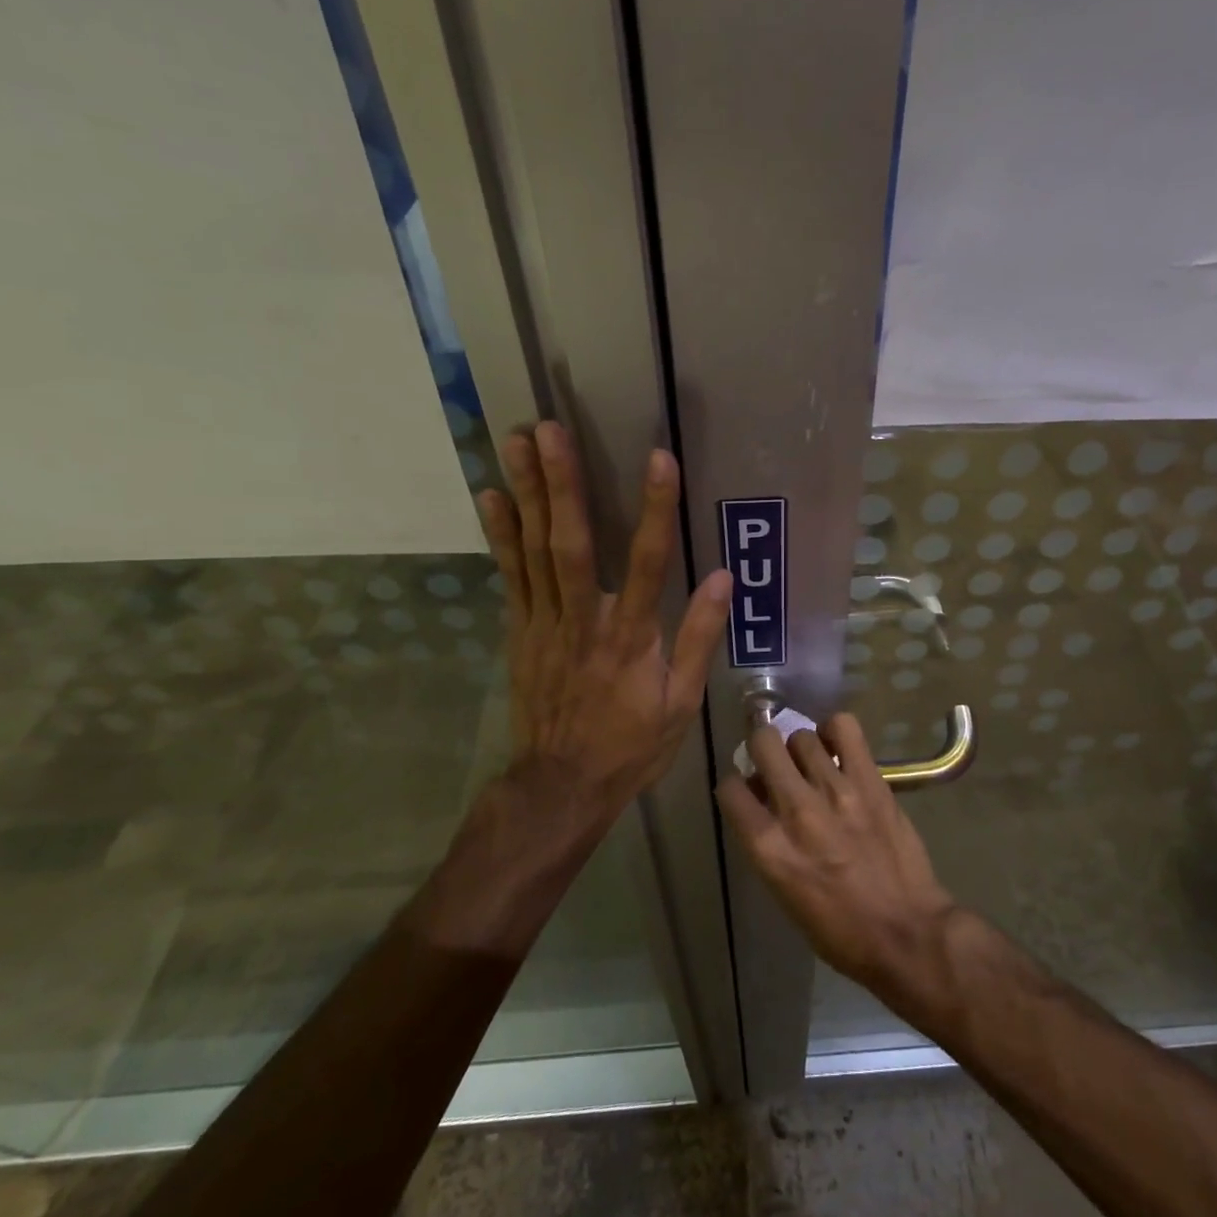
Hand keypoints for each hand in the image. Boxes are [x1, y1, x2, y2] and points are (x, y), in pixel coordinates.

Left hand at [478, 421, 732, 820]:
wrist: (560, 786)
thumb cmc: (630, 746)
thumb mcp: (681, 703)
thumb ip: (698, 637)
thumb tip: (724, 578)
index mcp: (630, 637)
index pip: (649, 562)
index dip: (656, 509)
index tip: (660, 459)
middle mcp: (583, 620)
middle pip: (572, 544)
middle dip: (561, 484)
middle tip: (548, 429)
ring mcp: (544, 624)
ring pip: (533, 551)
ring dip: (525, 494)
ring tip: (516, 443)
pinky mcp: (519, 632)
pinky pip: (509, 577)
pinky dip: (500, 535)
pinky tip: (492, 497)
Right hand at [716, 714, 957, 988]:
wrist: (906, 933)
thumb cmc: (839, 929)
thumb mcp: (784, 892)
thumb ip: (767, 841)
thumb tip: (762, 799)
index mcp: (769, 848)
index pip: (730, 789)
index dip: (736, 787)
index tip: (749, 792)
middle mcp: (796, 811)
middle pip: (762, 744)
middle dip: (762, 749)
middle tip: (776, 763)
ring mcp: (835, 791)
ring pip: (801, 736)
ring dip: (800, 748)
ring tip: (813, 764)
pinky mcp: (869, 780)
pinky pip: (843, 727)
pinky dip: (835, 730)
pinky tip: (837, 748)